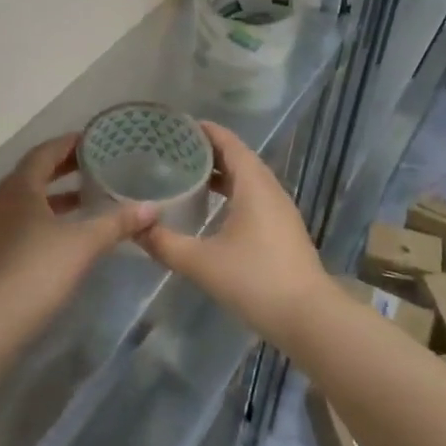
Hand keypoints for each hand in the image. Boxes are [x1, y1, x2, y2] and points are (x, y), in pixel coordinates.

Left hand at [0, 135, 156, 329]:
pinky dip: (51, 214)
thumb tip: (153, 208)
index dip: (71, 143)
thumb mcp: (83, 243)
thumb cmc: (37, 269)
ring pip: (32, 197)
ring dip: (59, 192)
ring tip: (91, 194)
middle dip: (67, 166)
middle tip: (99, 163)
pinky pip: (27, 217)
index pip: (46, 151)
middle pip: (37, 172)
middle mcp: (4, 197)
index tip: (97, 140)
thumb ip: (117, 222)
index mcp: (20, 185)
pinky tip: (72, 229)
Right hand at [136, 123, 328, 347]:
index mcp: (253, 185)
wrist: (310, 319)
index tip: (177, 126)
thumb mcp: (201, 263)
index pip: (229, 143)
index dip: (205, 131)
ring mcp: (280, 211)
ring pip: (248, 179)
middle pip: (238, 158)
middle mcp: (269, 190)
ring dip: (221, 173)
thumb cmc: (256, 280)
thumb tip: (135, 228)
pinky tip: (213, 209)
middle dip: (208, 150)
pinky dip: (232, 192)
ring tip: (188, 174)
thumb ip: (165, 244)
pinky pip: (254, 197)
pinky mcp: (283, 230)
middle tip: (174, 149)